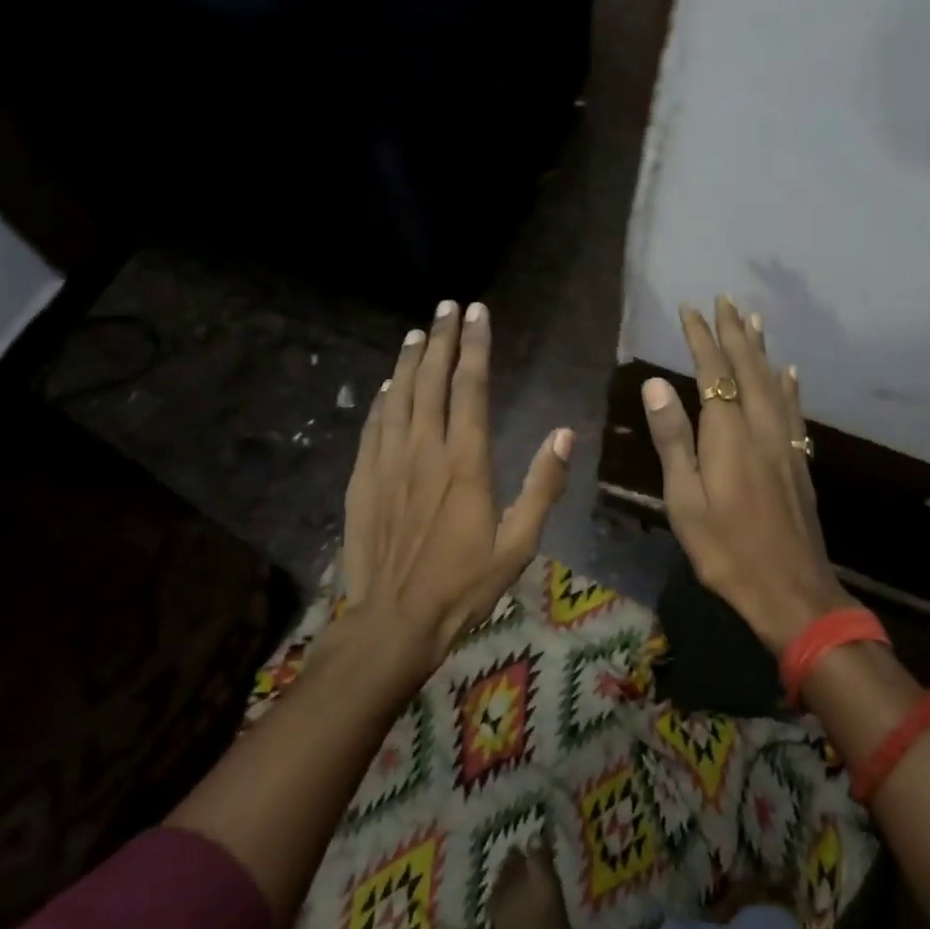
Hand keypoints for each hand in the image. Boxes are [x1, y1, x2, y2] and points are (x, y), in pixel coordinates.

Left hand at [337, 300, 572, 678]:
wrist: (392, 622)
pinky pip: (374, 425)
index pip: (471, 387)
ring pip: (399, 396)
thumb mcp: (517, 544)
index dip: (476, 346)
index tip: (477, 312)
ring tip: (418, 331)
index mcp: (466, 462)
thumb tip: (565, 434)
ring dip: (409, 359)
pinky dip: (383, 398)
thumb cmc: (462, 586)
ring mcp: (388, 462)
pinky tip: (388, 384)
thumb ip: (543, 486)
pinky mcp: (364, 479)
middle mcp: (424, 450)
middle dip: (442, 338)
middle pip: (432, 380)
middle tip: (448, 306)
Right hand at [641, 297, 850, 651]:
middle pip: (749, 369)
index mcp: (729, 436)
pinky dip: (789, 385)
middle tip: (726, 299)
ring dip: (762, 349)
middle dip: (735, 332)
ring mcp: (786, 444)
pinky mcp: (799, 462)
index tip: (691, 308)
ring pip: (774, 383)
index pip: (714, 372)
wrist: (791, 591)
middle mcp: (761, 429)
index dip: (702, 338)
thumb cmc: (726, 550)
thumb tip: (656, 384)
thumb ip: (673, 439)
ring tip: (755, 319)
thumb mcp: (685, 500)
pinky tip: (790, 373)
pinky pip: (794, 410)